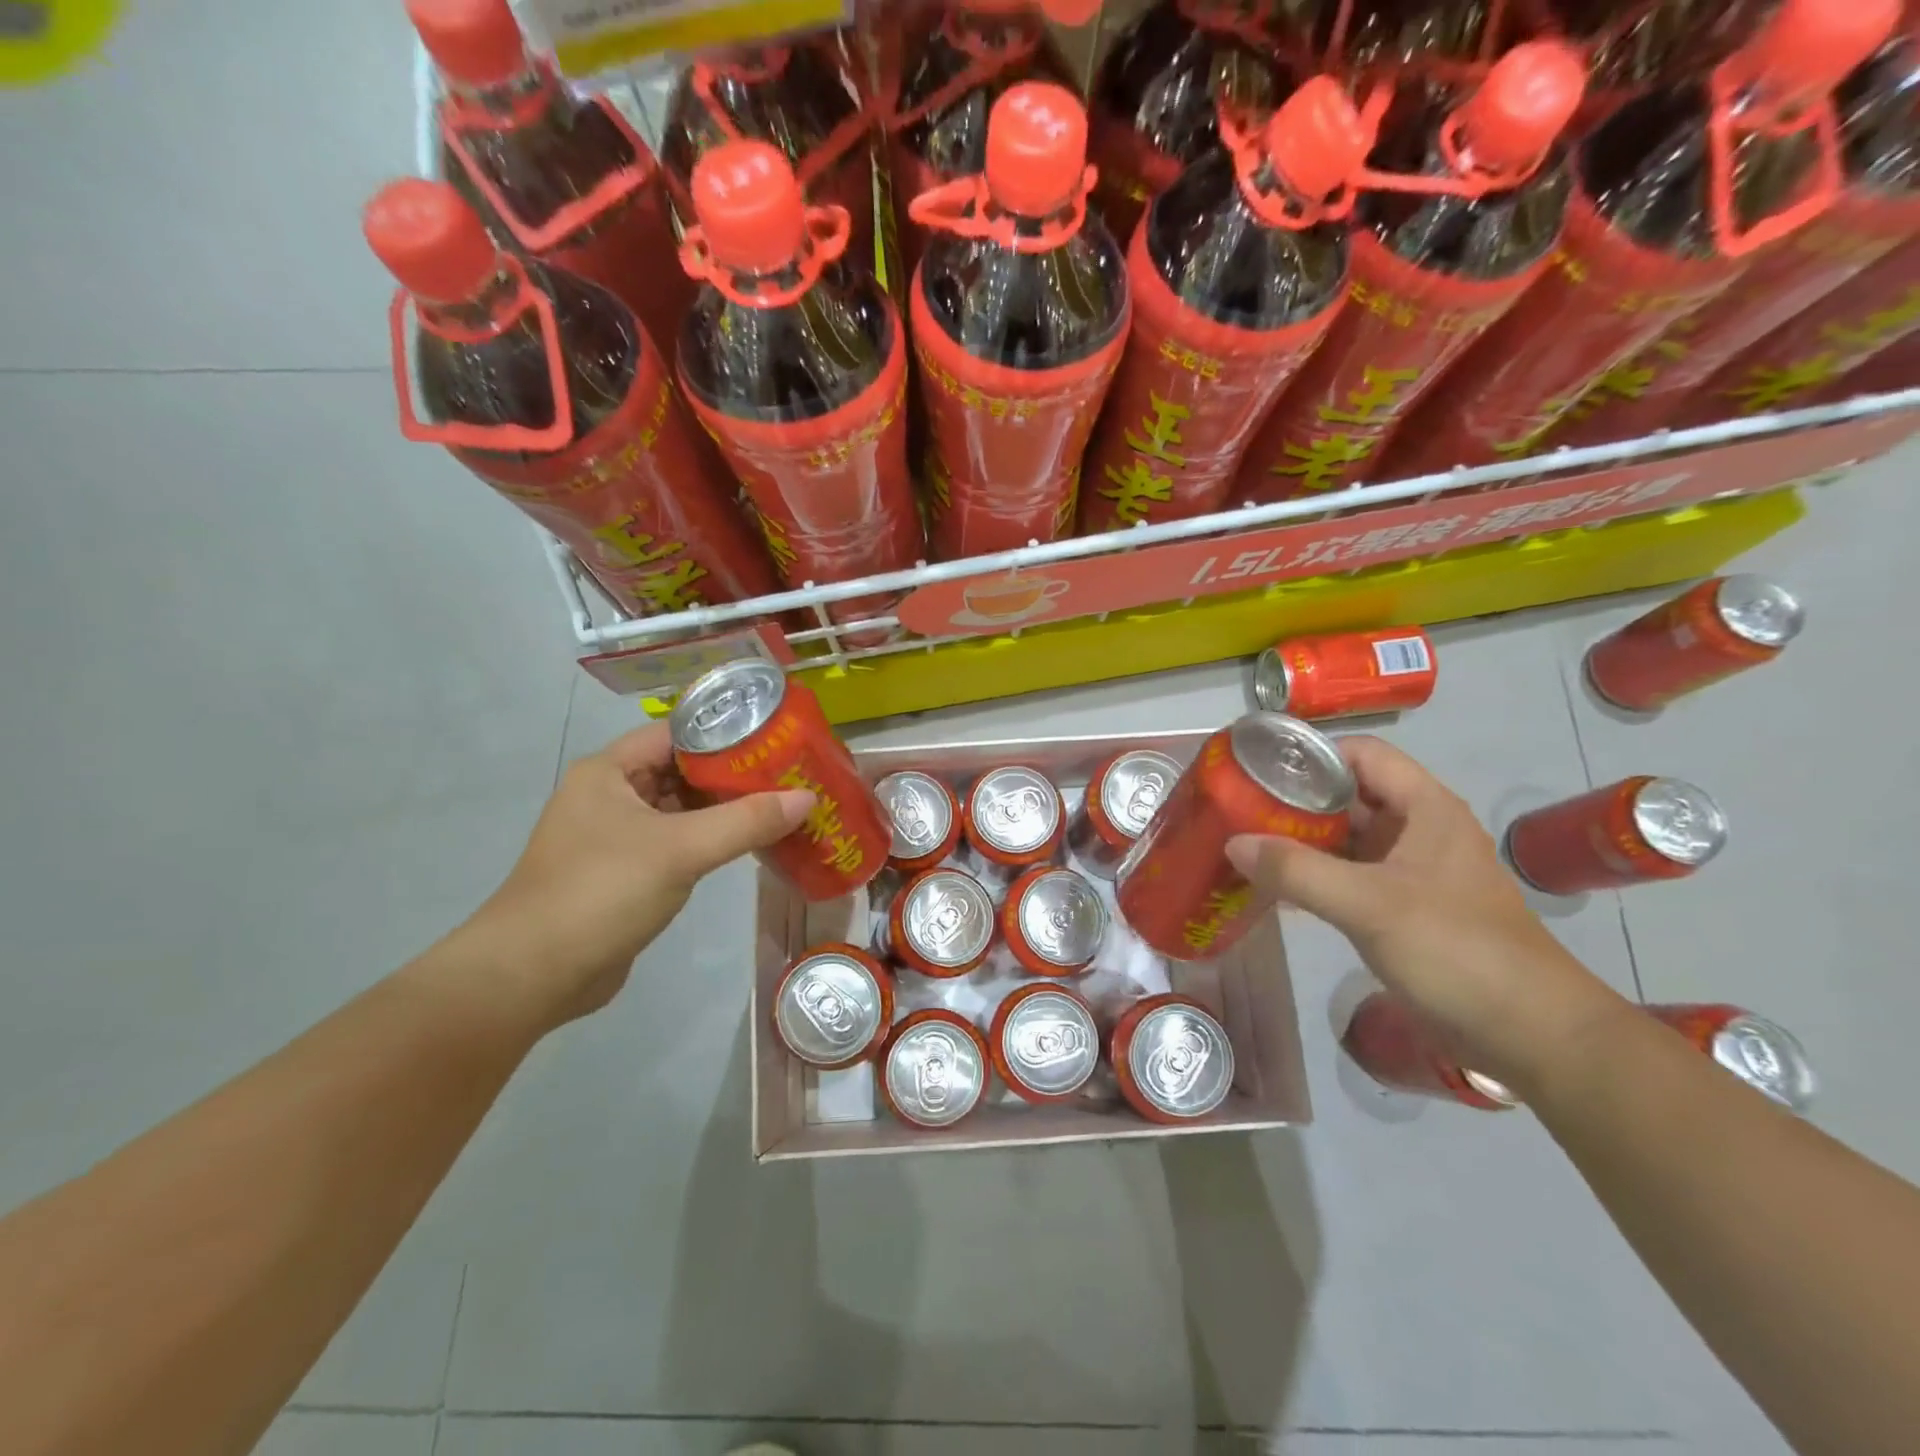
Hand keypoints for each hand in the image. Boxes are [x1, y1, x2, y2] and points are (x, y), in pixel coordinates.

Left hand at [458, 723, 812, 1031]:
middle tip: (789, 775)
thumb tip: (808, 798)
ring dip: (725, 810)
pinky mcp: (625, 873)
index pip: (676, 734)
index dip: (725, 733)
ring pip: (681, 810)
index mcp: (609, 771)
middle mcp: (610, 795)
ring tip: (781, 805)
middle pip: (682, 771)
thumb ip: (746, 821)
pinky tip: (749, 845)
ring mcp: (615, 836)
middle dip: (733, 774)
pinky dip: (710, 842)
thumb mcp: (680, 849)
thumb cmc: (602, 891)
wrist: (533, 975)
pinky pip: (676, 844)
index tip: (776, 740)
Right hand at [1225, 735, 1623, 1091]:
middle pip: (1349, 794)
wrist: (1529, 1033)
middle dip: (1295, 799)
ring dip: (1300, 839)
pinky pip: (1349, 875)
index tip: (1259, 770)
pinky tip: (1274, 887)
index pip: (1361, 754)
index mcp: (1425, 808)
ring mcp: (1412, 870)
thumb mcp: (1370, 905)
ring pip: (1347, 837)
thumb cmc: (1456, 950)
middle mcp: (1418, 829)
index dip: (1311, 754)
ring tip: (1246, 843)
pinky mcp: (1404, 906)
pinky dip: (1313, 874)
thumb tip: (1233, 842)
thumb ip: (1297, 871)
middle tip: (1239, 808)